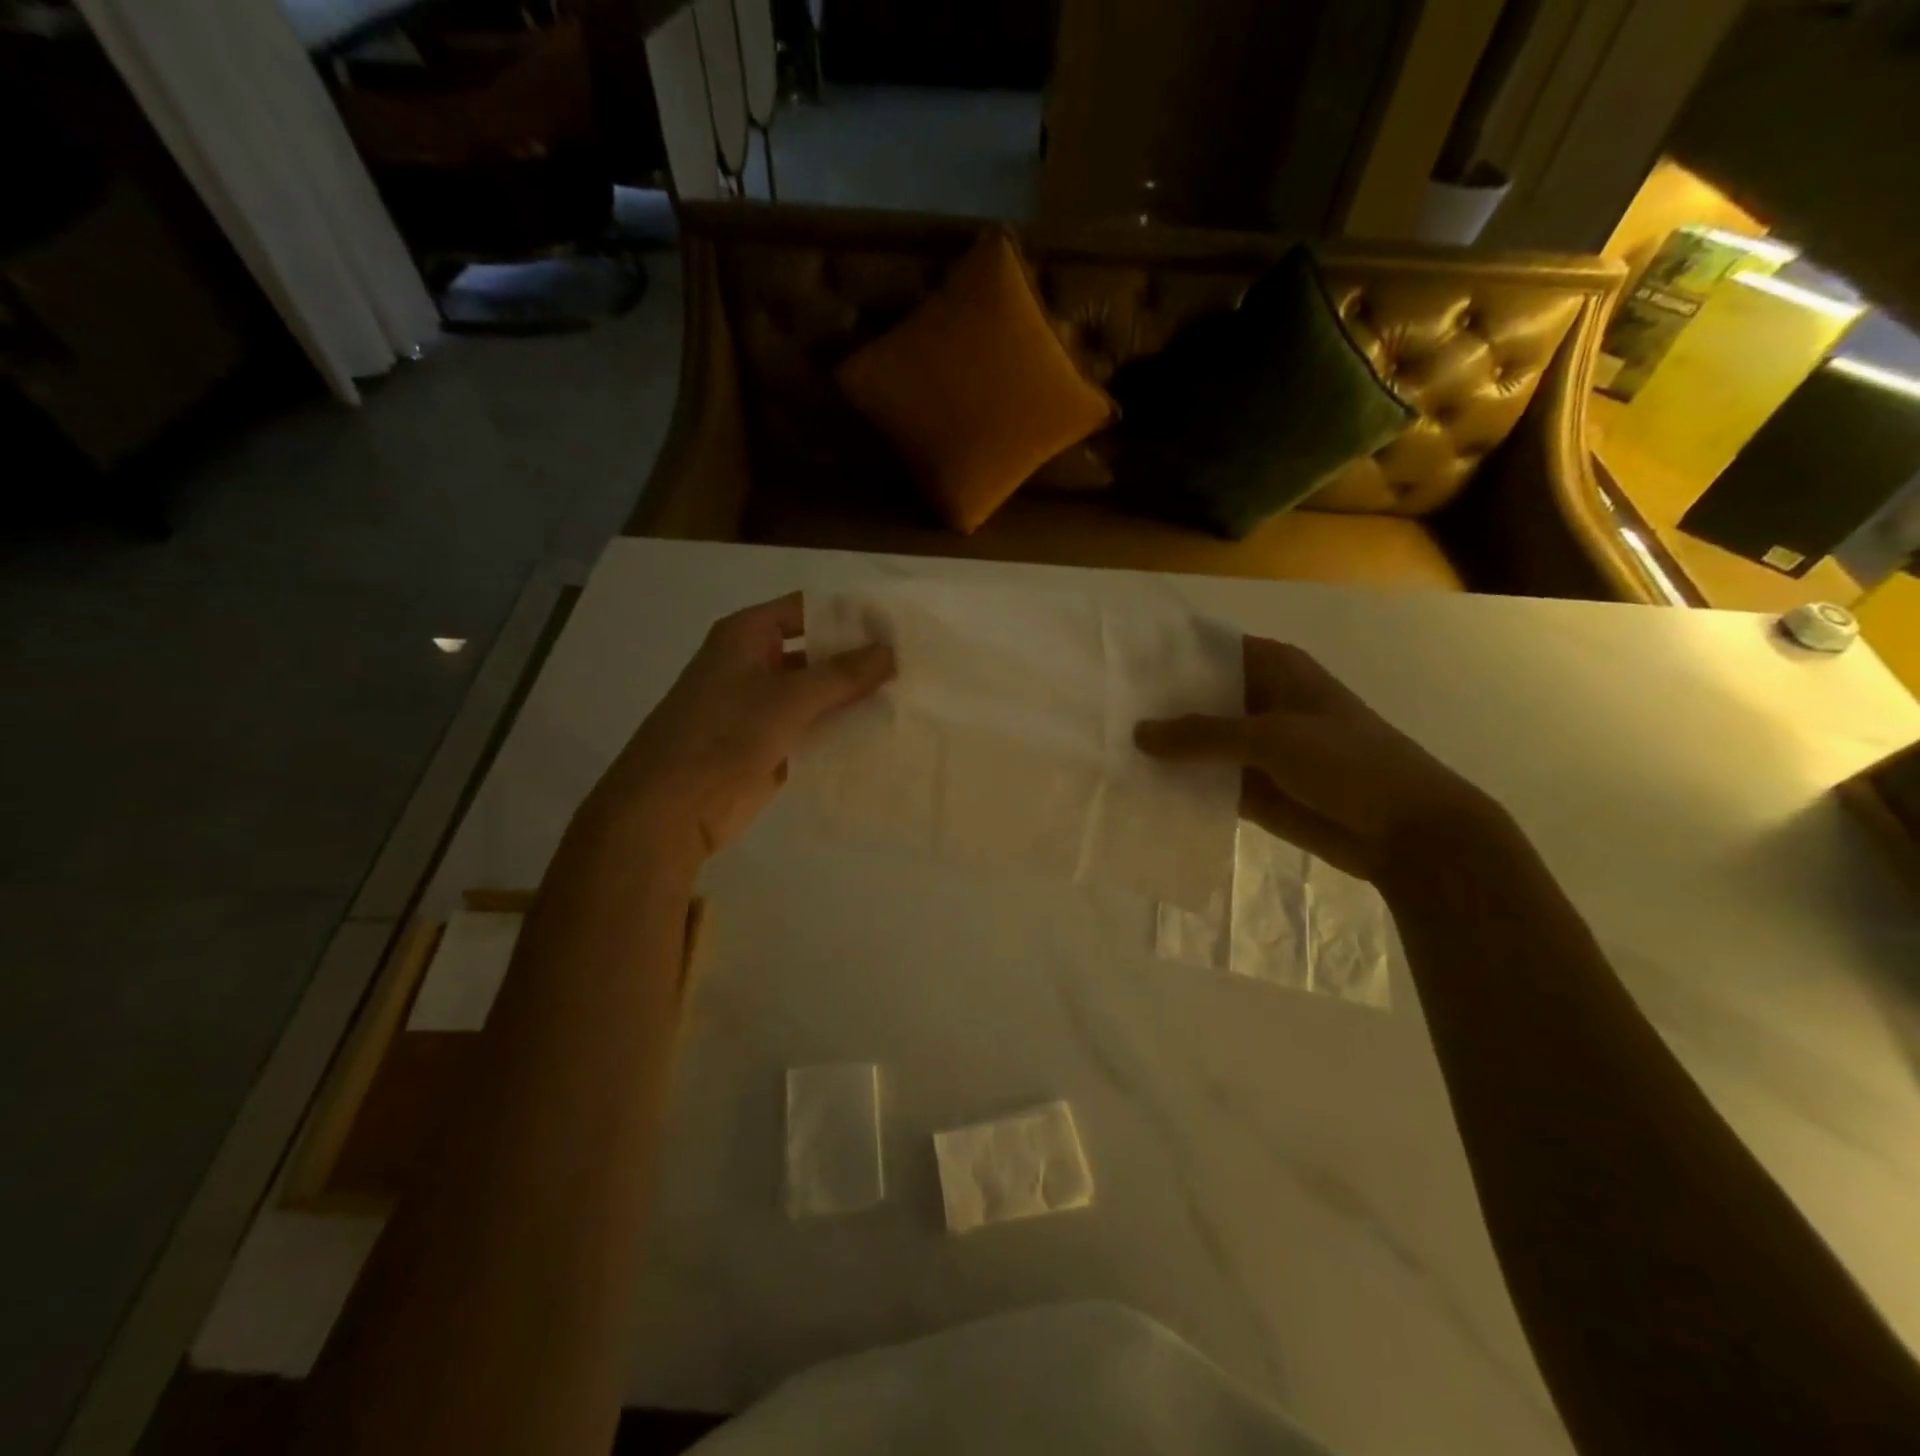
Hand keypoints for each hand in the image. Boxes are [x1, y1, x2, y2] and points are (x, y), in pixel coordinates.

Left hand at [588, 593, 894, 868]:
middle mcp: (754, 663)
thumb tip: (891, 651)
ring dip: (853, 698)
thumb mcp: (786, 699)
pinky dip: (841, 730)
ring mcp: (762, 706)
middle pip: (816, 652)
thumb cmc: (722, 736)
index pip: (808, 610)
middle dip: (858, 660)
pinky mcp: (770, 744)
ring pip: (817, 694)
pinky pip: (813, 729)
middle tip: (913, 664)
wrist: (671, 808)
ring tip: (908, 697)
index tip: (897, 626)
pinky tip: (883, 734)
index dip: (850, 615)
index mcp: (747, 635)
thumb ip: (842, 675)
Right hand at [1134, 637, 1496, 883]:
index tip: (1119, 662)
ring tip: (1107, 748)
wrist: (1405, 832)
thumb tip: (1137, 733)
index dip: (1169, 655)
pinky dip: (1181, 786)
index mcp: (1276, 670)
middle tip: (1101, 709)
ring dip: (1166, 750)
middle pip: (1200, 698)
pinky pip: (1207, 782)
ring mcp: (1256, 749)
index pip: (1211, 651)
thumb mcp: (1272, 737)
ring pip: (1200, 744)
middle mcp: (1262, 703)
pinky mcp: (1253, 790)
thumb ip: (1202, 735)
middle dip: (1158, 706)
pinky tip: (1138, 788)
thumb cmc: (1348, 762)